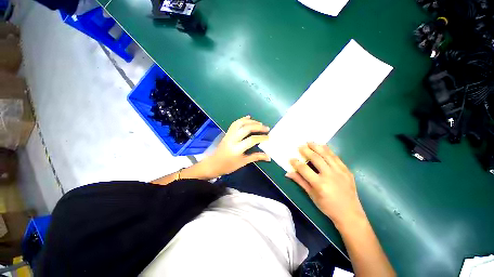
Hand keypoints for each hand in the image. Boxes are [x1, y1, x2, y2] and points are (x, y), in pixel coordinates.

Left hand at [200, 116, 270, 178]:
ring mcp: (229, 135)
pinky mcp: (227, 133)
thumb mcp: (243, 162)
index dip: (261, 138)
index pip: (251, 140)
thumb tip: (268, 157)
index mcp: (237, 149)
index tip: (268, 137)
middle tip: (266, 128)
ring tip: (259, 123)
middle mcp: (232, 139)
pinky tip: (248, 117)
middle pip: (246, 128)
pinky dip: (242, 119)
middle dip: (258, 127)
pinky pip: (234, 124)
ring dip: (251, 121)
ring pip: (240, 123)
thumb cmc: (228, 166)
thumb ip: (256, 157)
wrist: (213, 164)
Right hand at [286, 142, 365, 228]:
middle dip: (306, 151)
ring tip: (310, 142)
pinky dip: (329, 150)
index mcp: (319, 184)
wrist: (350, 214)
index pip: (304, 169)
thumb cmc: (328, 207)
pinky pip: (336, 157)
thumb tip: (288, 173)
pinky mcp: (347, 171)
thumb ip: (300, 181)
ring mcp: (340, 172)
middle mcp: (330, 175)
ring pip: (326, 155)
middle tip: (300, 146)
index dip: (296, 163)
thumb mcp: (312, 195)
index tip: (291, 158)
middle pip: (316, 158)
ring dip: (317, 147)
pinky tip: (323, 146)